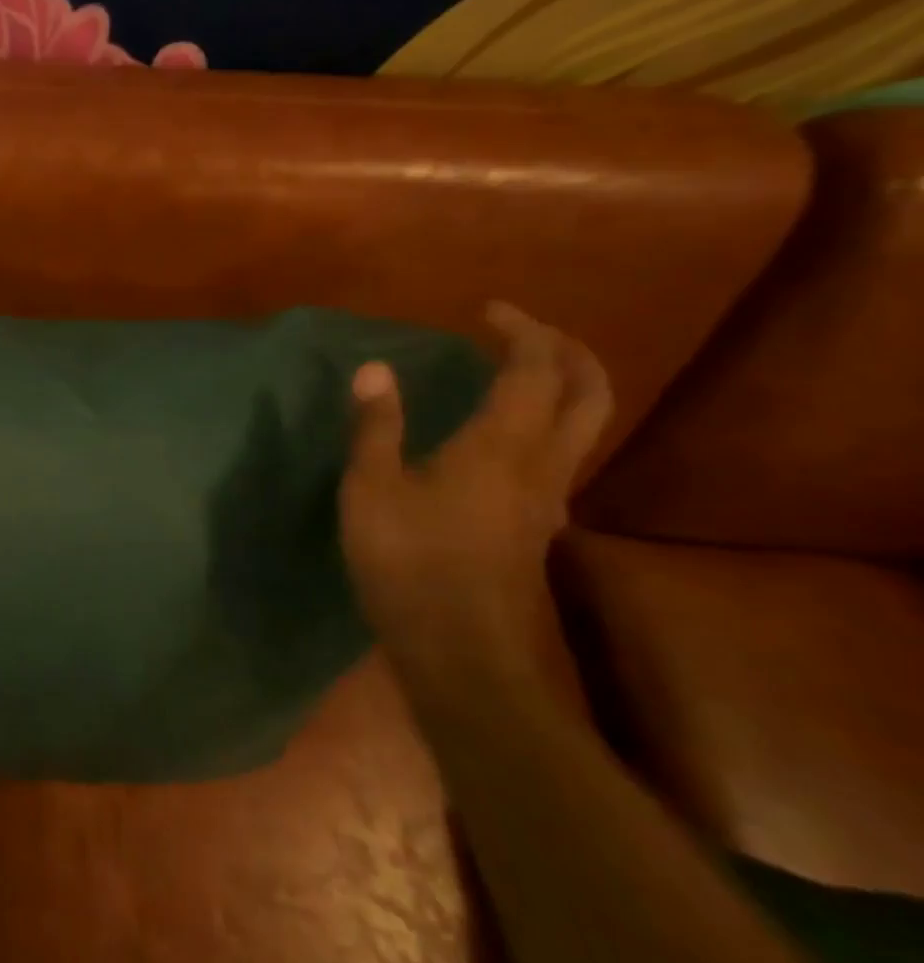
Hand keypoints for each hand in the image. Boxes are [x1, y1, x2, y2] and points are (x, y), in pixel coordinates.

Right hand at [340, 303, 611, 687]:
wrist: (461, 652)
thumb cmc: (408, 563)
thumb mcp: (372, 490)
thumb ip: (377, 427)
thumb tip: (375, 369)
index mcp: (502, 445)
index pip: (534, 369)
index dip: (521, 330)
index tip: (487, 310)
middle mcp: (541, 464)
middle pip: (590, 393)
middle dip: (568, 350)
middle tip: (525, 331)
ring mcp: (548, 499)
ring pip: (586, 426)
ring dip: (567, 386)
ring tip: (521, 372)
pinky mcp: (538, 526)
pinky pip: (563, 455)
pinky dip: (548, 422)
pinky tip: (506, 434)